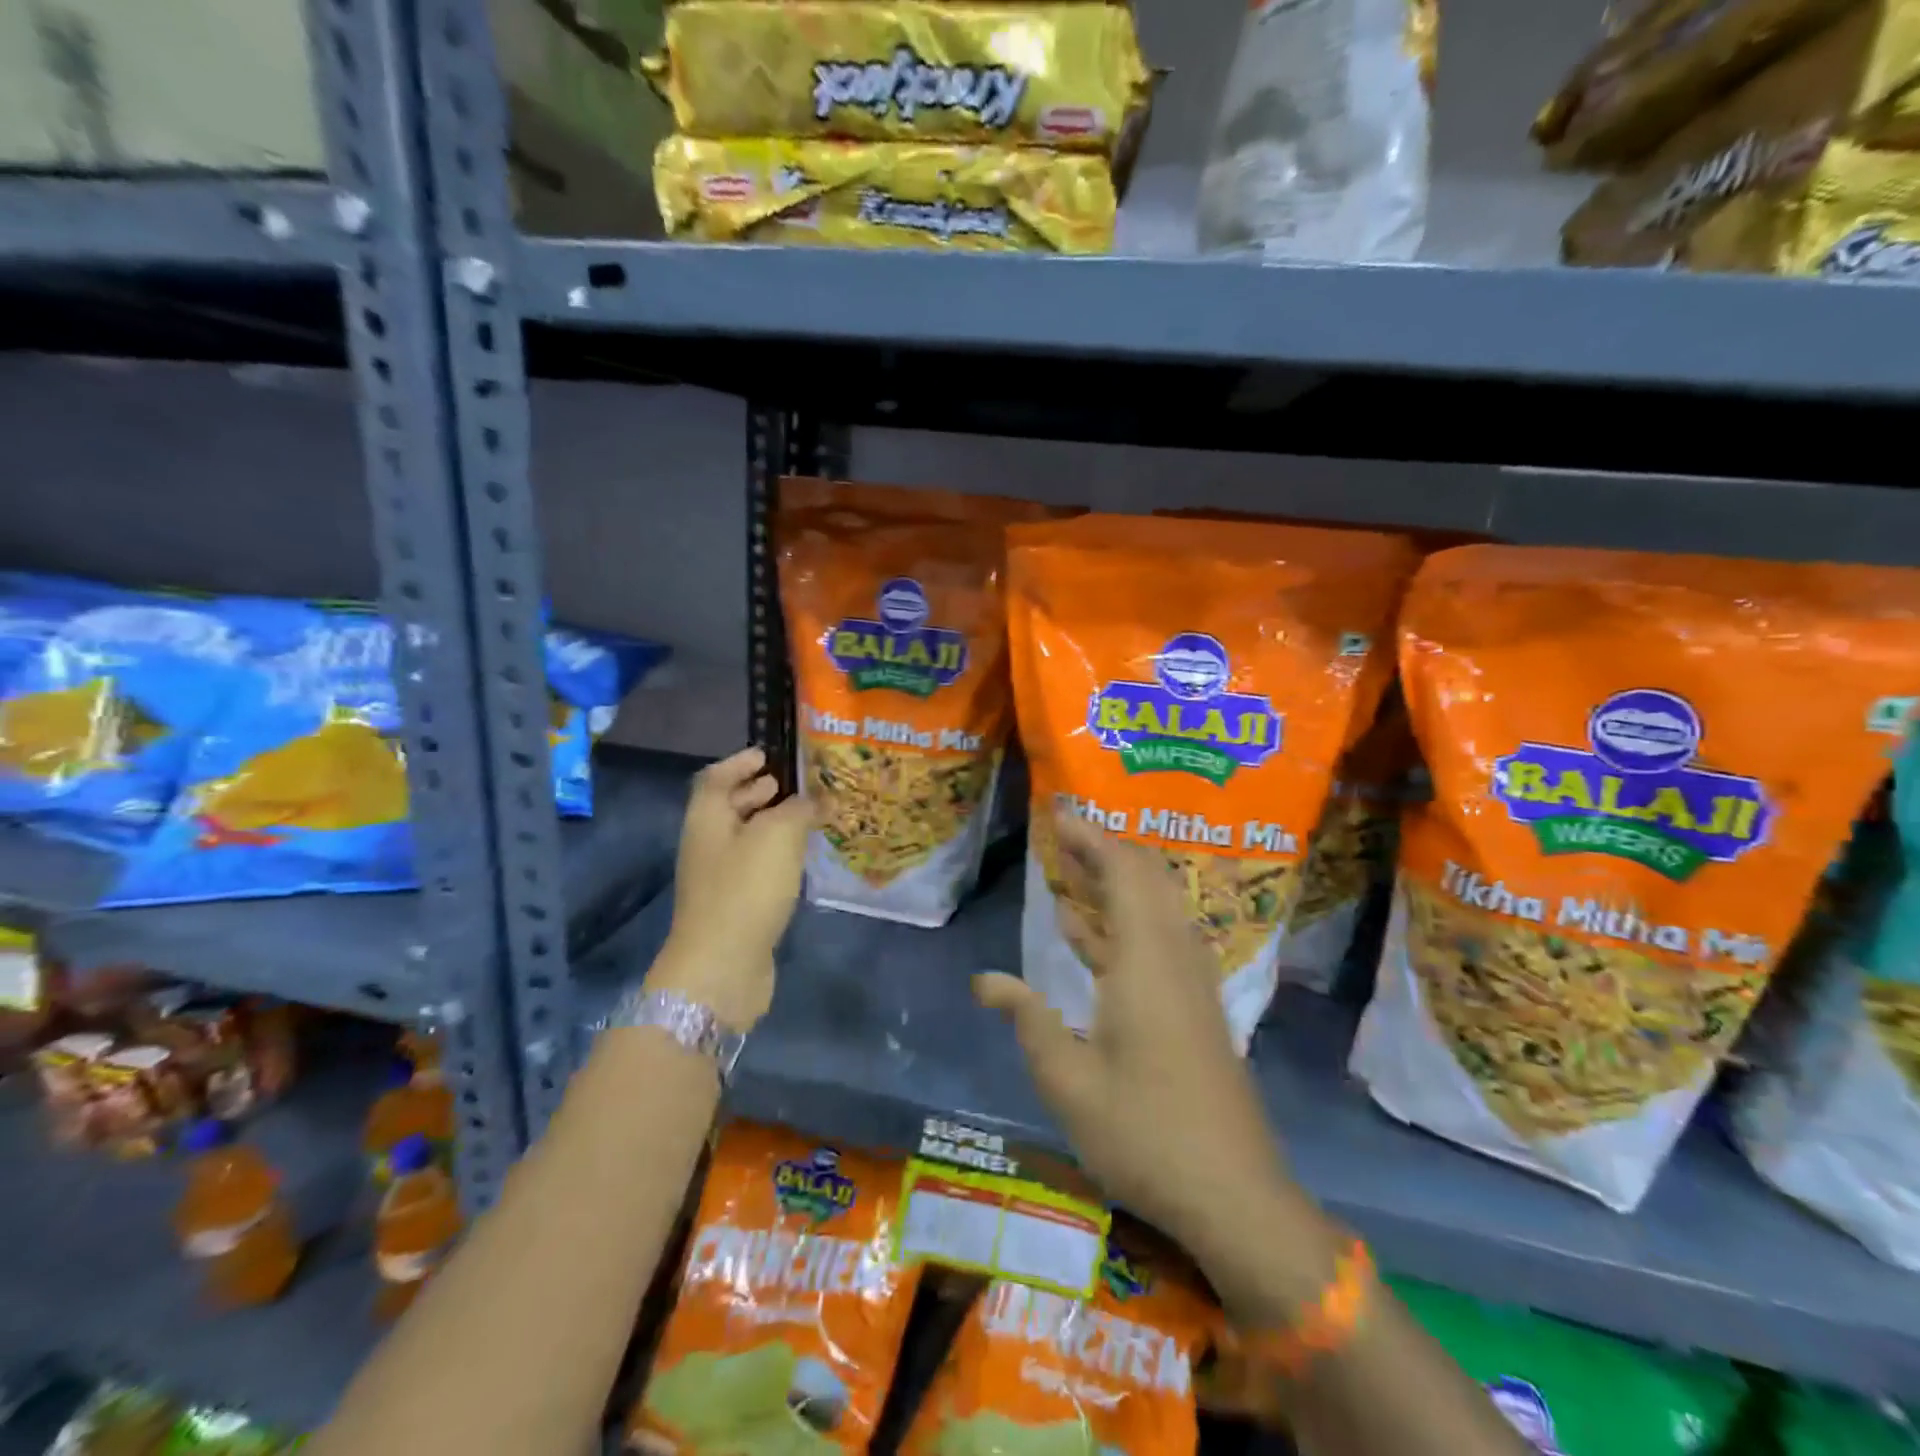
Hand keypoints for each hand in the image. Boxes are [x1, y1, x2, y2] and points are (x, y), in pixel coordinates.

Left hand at [650, 747, 810, 1031]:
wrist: (721, 968)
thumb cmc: (745, 889)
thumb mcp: (778, 836)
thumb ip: (801, 809)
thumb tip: (820, 799)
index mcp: (707, 818)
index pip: (716, 777)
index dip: (740, 762)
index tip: (770, 754)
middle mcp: (707, 844)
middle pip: (730, 807)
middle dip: (761, 791)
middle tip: (798, 784)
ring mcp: (719, 878)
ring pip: (747, 839)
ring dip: (775, 824)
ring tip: (811, 817)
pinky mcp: (735, 906)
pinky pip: (757, 867)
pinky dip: (778, 855)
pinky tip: (804, 858)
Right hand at [974, 811, 1313, 1279]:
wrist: (1236, 1195)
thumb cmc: (1145, 1134)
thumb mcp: (1068, 1081)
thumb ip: (1027, 1018)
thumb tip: (984, 980)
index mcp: (1145, 963)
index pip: (1123, 873)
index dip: (1091, 839)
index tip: (1059, 815)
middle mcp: (1174, 958)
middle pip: (1147, 879)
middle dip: (1104, 851)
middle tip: (1060, 837)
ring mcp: (1190, 982)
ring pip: (1156, 908)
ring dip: (1115, 884)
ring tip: (1069, 873)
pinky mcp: (1195, 1006)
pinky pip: (1159, 939)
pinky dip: (1125, 921)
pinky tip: (1091, 935)